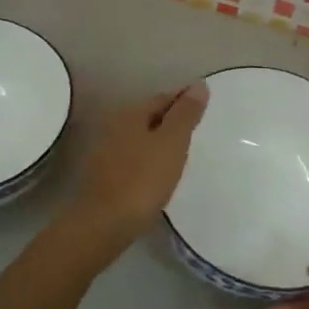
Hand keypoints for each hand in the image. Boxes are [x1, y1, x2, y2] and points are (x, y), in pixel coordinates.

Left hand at [66, 84, 207, 239]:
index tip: (204, 104)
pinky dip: (150, 158)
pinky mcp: (105, 176)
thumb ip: (186, 114)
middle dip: (172, 118)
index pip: (163, 98)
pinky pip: (134, 158)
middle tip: (197, 125)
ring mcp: (106, 152)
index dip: (184, 99)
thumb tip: (198, 85)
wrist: (104, 224)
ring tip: (182, 149)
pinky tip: (161, 171)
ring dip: (160, 139)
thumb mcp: (172, 143)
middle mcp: (115, 126)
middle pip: (149, 116)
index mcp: (131, 114)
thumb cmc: (143, 179)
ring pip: (140, 137)